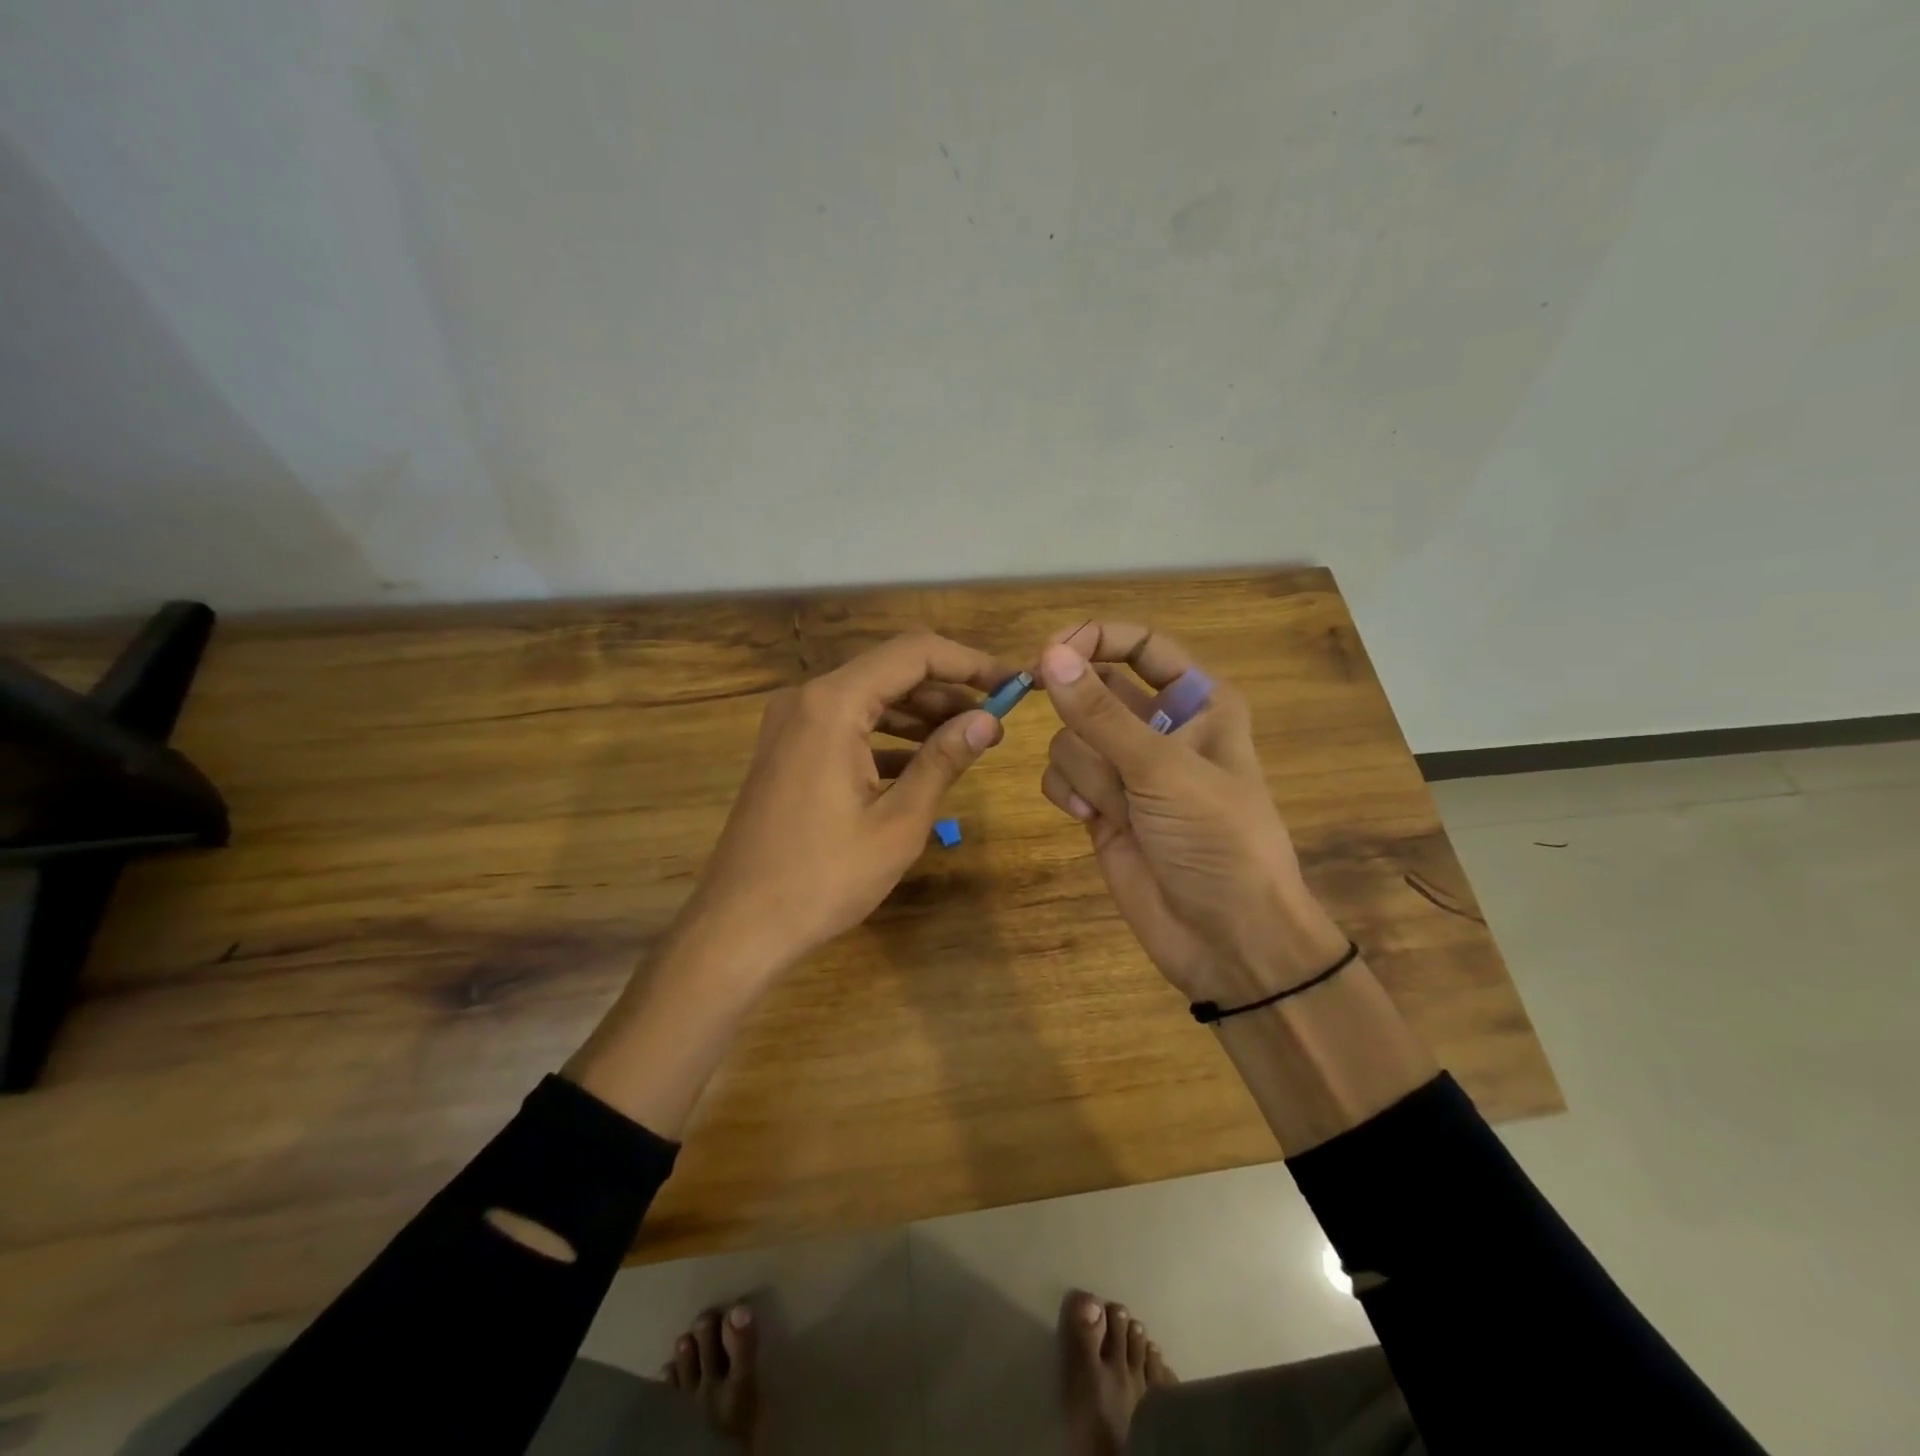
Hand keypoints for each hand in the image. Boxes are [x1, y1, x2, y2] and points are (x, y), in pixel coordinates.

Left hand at [680, 632, 1013, 977]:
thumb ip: (943, 760)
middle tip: (996, 719)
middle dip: (948, 690)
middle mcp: (808, 699)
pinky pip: (847, 725)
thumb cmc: (824, 878)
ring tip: (968, 739)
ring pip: (870, 697)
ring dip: (920, 713)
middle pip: (891, 670)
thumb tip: (989, 720)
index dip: (969, 662)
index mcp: (833, 704)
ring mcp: (792, 724)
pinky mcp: (789, 749)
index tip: (1011, 683)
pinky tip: (921, 763)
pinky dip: (887, 736)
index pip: (914, 653)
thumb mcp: (898, 822)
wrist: (739, 925)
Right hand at [1035, 623, 1348, 1002]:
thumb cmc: (1217, 841)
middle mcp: (1160, 727)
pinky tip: (1087, 818)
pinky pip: (1062, 774)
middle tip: (1037, 699)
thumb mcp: (1162, 770)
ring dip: (1083, 767)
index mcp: (1198, 702)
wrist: (1228, 939)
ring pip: (1072, 736)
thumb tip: (1050, 653)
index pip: (1142, 645)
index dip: (1095, 639)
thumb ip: (1101, 714)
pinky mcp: (1101, 806)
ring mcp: (1127, 770)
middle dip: (1077, 707)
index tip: (1049, 651)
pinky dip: (1067, 792)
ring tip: (1115, 805)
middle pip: (1095, 688)